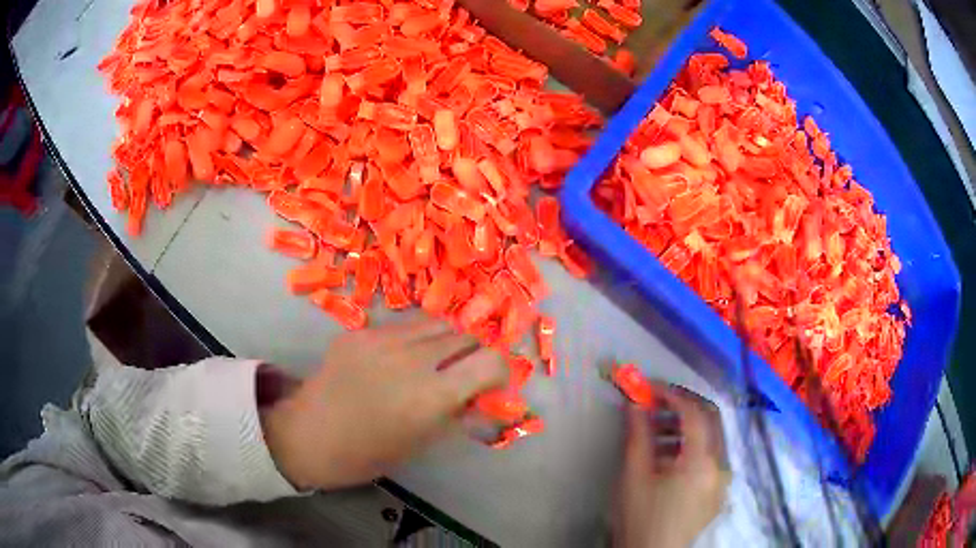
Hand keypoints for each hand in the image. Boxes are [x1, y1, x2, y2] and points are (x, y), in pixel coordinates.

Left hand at [261, 316, 507, 490]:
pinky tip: (396, 361)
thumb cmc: (368, 454)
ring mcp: (381, 339)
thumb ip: (458, 414)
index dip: (500, 371)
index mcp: (430, 397)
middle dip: (472, 354)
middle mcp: (411, 359)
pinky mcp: (360, 331)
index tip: (491, 384)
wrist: (308, 436)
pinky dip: (413, 340)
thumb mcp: (422, 442)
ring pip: (436, 322)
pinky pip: (402, 325)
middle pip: (465, 335)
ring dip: (445, 341)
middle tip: (461, 374)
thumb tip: (487, 396)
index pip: (490, 362)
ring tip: (432, 362)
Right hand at [614, 385, 730, 547]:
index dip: (672, 395)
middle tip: (655, 406)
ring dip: (686, 428)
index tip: (650, 388)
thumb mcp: (634, 475)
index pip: (694, 413)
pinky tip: (668, 459)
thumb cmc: (640, 518)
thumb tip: (635, 401)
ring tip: (656, 434)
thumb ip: (637, 434)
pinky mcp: (718, 493)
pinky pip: (711, 459)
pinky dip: (693, 449)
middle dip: (682, 407)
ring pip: (712, 439)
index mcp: (702, 461)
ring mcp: (723, 480)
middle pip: (710, 420)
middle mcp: (722, 466)